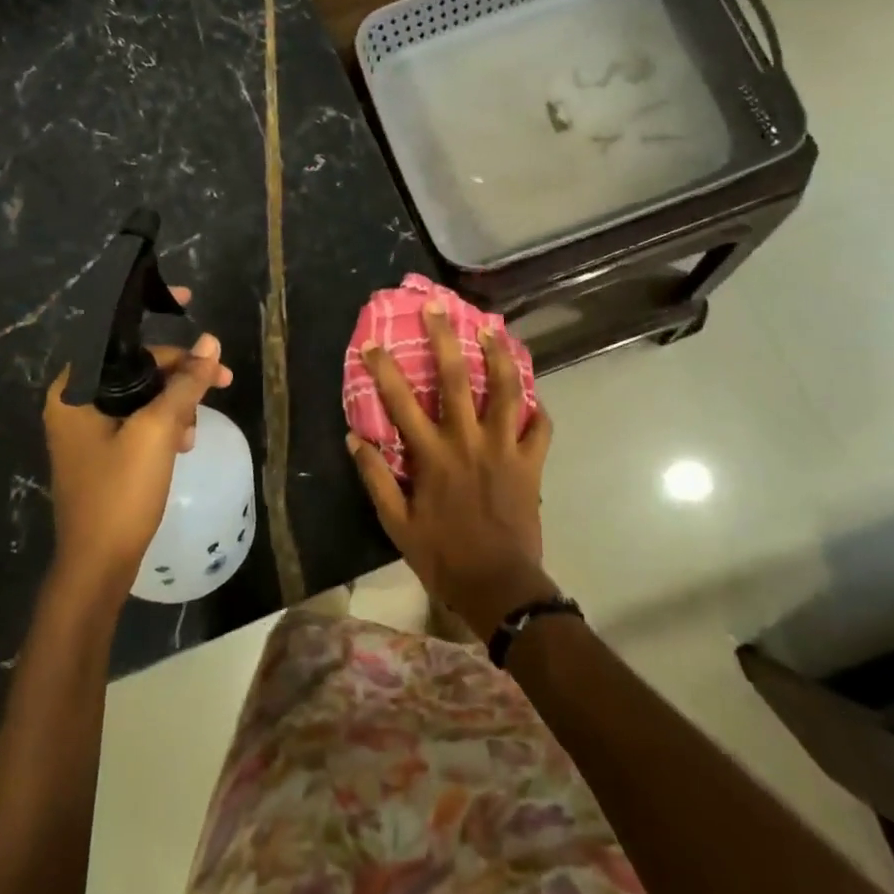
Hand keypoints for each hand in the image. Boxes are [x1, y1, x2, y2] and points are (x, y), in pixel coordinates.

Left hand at [42, 288, 232, 599]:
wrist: (98, 565)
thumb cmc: (121, 492)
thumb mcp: (158, 430)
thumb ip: (185, 383)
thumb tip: (211, 343)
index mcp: (74, 390)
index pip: (112, 332)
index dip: (150, 309)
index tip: (187, 299)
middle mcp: (74, 402)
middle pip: (134, 365)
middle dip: (179, 372)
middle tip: (222, 381)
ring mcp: (87, 428)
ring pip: (141, 392)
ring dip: (176, 401)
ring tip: (195, 429)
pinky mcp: (102, 449)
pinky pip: (138, 418)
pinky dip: (164, 422)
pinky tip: (183, 442)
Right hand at [348, 301, 556, 636]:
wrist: (499, 585)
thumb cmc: (443, 556)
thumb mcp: (396, 524)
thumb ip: (375, 479)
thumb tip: (353, 439)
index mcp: (432, 455)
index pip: (400, 403)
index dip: (384, 370)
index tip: (372, 343)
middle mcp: (468, 441)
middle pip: (457, 379)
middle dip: (444, 338)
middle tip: (437, 307)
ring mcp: (504, 448)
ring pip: (507, 391)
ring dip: (500, 356)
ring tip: (493, 329)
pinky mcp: (530, 462)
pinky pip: (540, 427)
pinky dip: (537, 408)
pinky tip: (532, 395)